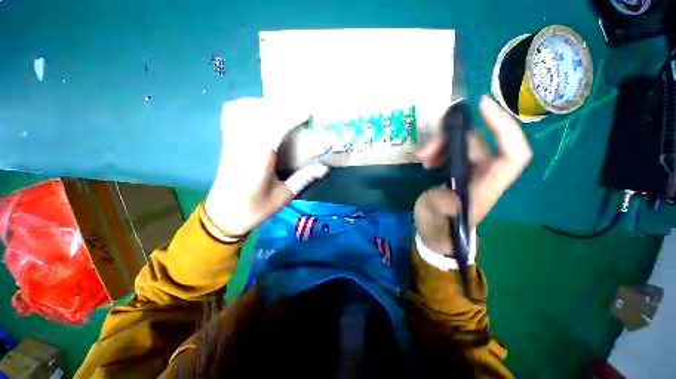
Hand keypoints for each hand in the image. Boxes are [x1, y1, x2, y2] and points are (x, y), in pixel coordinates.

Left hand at [205, 98, 328, 235]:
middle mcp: (243, 145)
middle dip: (281, 107)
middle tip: (299, 112)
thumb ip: (304, 178)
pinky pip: (231, 115)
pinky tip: (258, 113)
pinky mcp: (226, 142)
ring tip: (281, 112)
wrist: (224, 214)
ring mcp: (232, 141)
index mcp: (259, 159)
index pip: (275, 127)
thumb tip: (325, 167)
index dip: (292, 116)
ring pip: (243, 109)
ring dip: (264, 105)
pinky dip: (245, 107)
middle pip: (259, 112)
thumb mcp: (284, 196)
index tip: (307, 113)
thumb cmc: (256, 208)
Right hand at [414, 96, 531, 255]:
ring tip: (422, 156)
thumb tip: (450, 194)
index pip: (512, 154)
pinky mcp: (460, 171)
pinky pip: (455, 151)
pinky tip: (427, 159)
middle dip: (452, 138)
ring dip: (442, 144)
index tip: (482, 106)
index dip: (504, 128)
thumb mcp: (435, 219)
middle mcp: (485, 176)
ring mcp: (472, 172)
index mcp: (486, 188)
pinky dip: (440, 149)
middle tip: (426, 149)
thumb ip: (442, 208)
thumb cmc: (438, 227)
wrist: (436, 233)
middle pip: (480, 143)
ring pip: (465, 145)